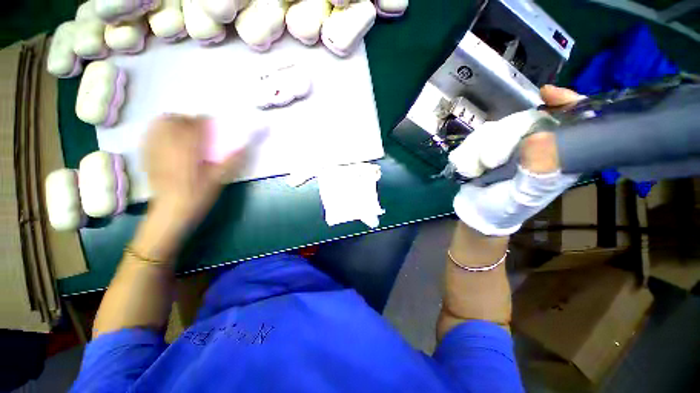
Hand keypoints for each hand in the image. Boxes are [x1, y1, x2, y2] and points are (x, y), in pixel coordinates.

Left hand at [143, 115, 245, 235]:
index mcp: (188, 148)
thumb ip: (231, 161)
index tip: (212, 126)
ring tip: (183, 134)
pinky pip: (150, 135)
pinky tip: (168, 142)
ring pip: (159, 124)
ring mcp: (153, 149)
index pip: (195, 124)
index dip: (205, 121)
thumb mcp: (219, 179)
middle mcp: (168, 144)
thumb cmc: (198, 196)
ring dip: (172, 124)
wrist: (171, 212)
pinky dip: (160, 132)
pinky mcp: (146, 156)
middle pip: (174, 119)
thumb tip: (245, 146)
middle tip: (198, 131)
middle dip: (187, 120)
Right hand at [449, 86, 583, 235]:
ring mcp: (507, 144)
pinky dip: (467, 153)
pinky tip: (468, 168)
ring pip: (493, 129)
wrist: (475, 211)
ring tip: (476, 171)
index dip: (565, 102)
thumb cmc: (505, 208)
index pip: (571, 119)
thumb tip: (539, 138)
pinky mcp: (486, 147)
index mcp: (555, 155)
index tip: (547, 95)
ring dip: (478, 150)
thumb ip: (536, 174)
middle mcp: (533, 144)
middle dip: (499, 140)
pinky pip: (474, 138)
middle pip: (521, 120)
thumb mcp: (524, 197)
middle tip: (490, 163)